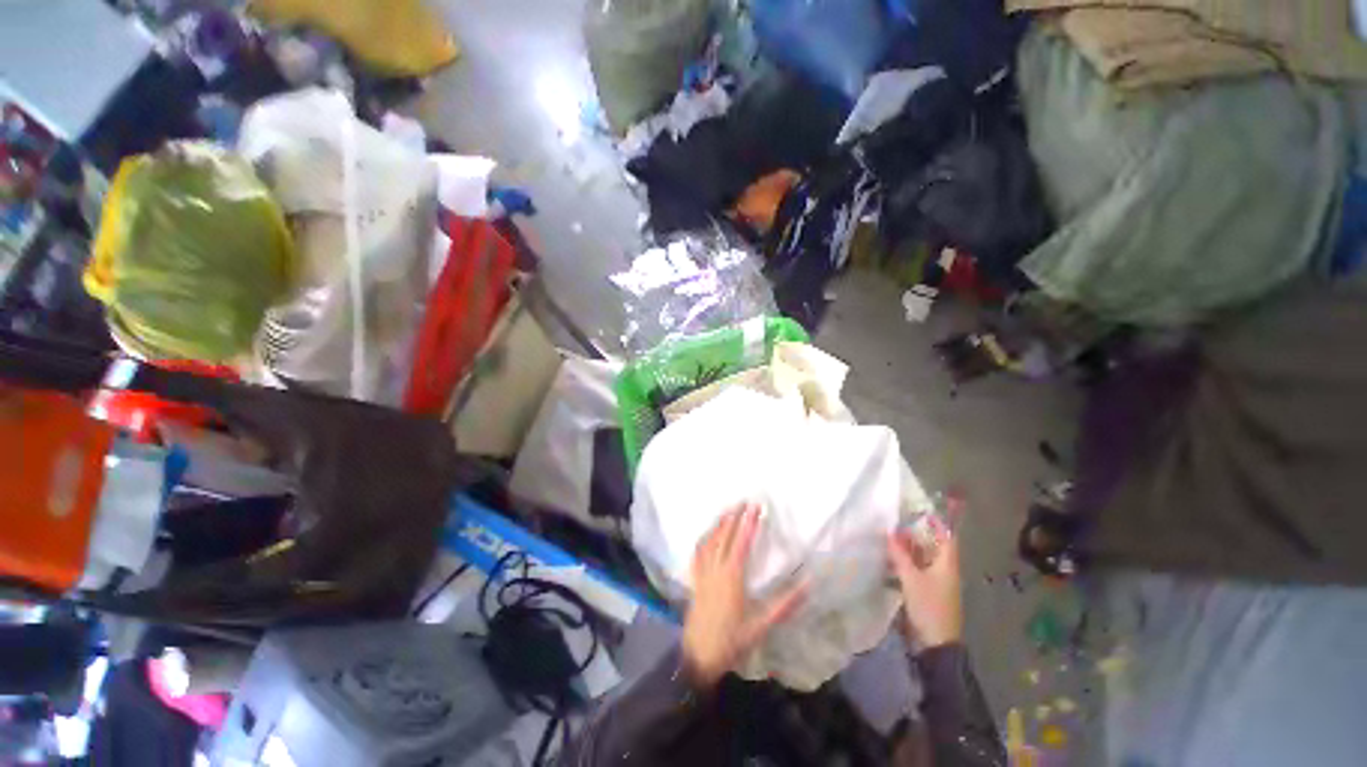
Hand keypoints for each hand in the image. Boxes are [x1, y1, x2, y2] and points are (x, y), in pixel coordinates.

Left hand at [682, 502, 805, 688]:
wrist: (699, 657)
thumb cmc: (732, 642)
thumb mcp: (761, 626)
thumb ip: (784, 605)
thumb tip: (807, 584)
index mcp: (732, 577)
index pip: (741, 542)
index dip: (749, 523)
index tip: (756, 506)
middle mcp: (715, 569)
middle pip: (724, 536)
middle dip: (734, 516)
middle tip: (744, 501)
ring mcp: (702, 573)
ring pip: (709, 541)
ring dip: (719, 523)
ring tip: (728, 509)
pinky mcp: (694, 580)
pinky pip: (698, 553)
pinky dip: (704, 538)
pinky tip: (707, 534)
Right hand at [887, 518, 963, 648]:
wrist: (936, 644)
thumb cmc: (928, 606)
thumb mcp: (911, 578)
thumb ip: (900, 555)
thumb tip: (889, 533)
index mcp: (947, 564)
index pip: (946, 538)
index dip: (937, 524)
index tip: (923, 512)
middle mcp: (944, 571)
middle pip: (932, 547)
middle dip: (916, 536)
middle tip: (897, 524)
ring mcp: (937, 583)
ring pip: (923, 559)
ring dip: (909, 550)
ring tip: (889, 539)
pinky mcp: (928, 593)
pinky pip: (918, 571)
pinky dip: (906, 563)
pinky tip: (891, 561)